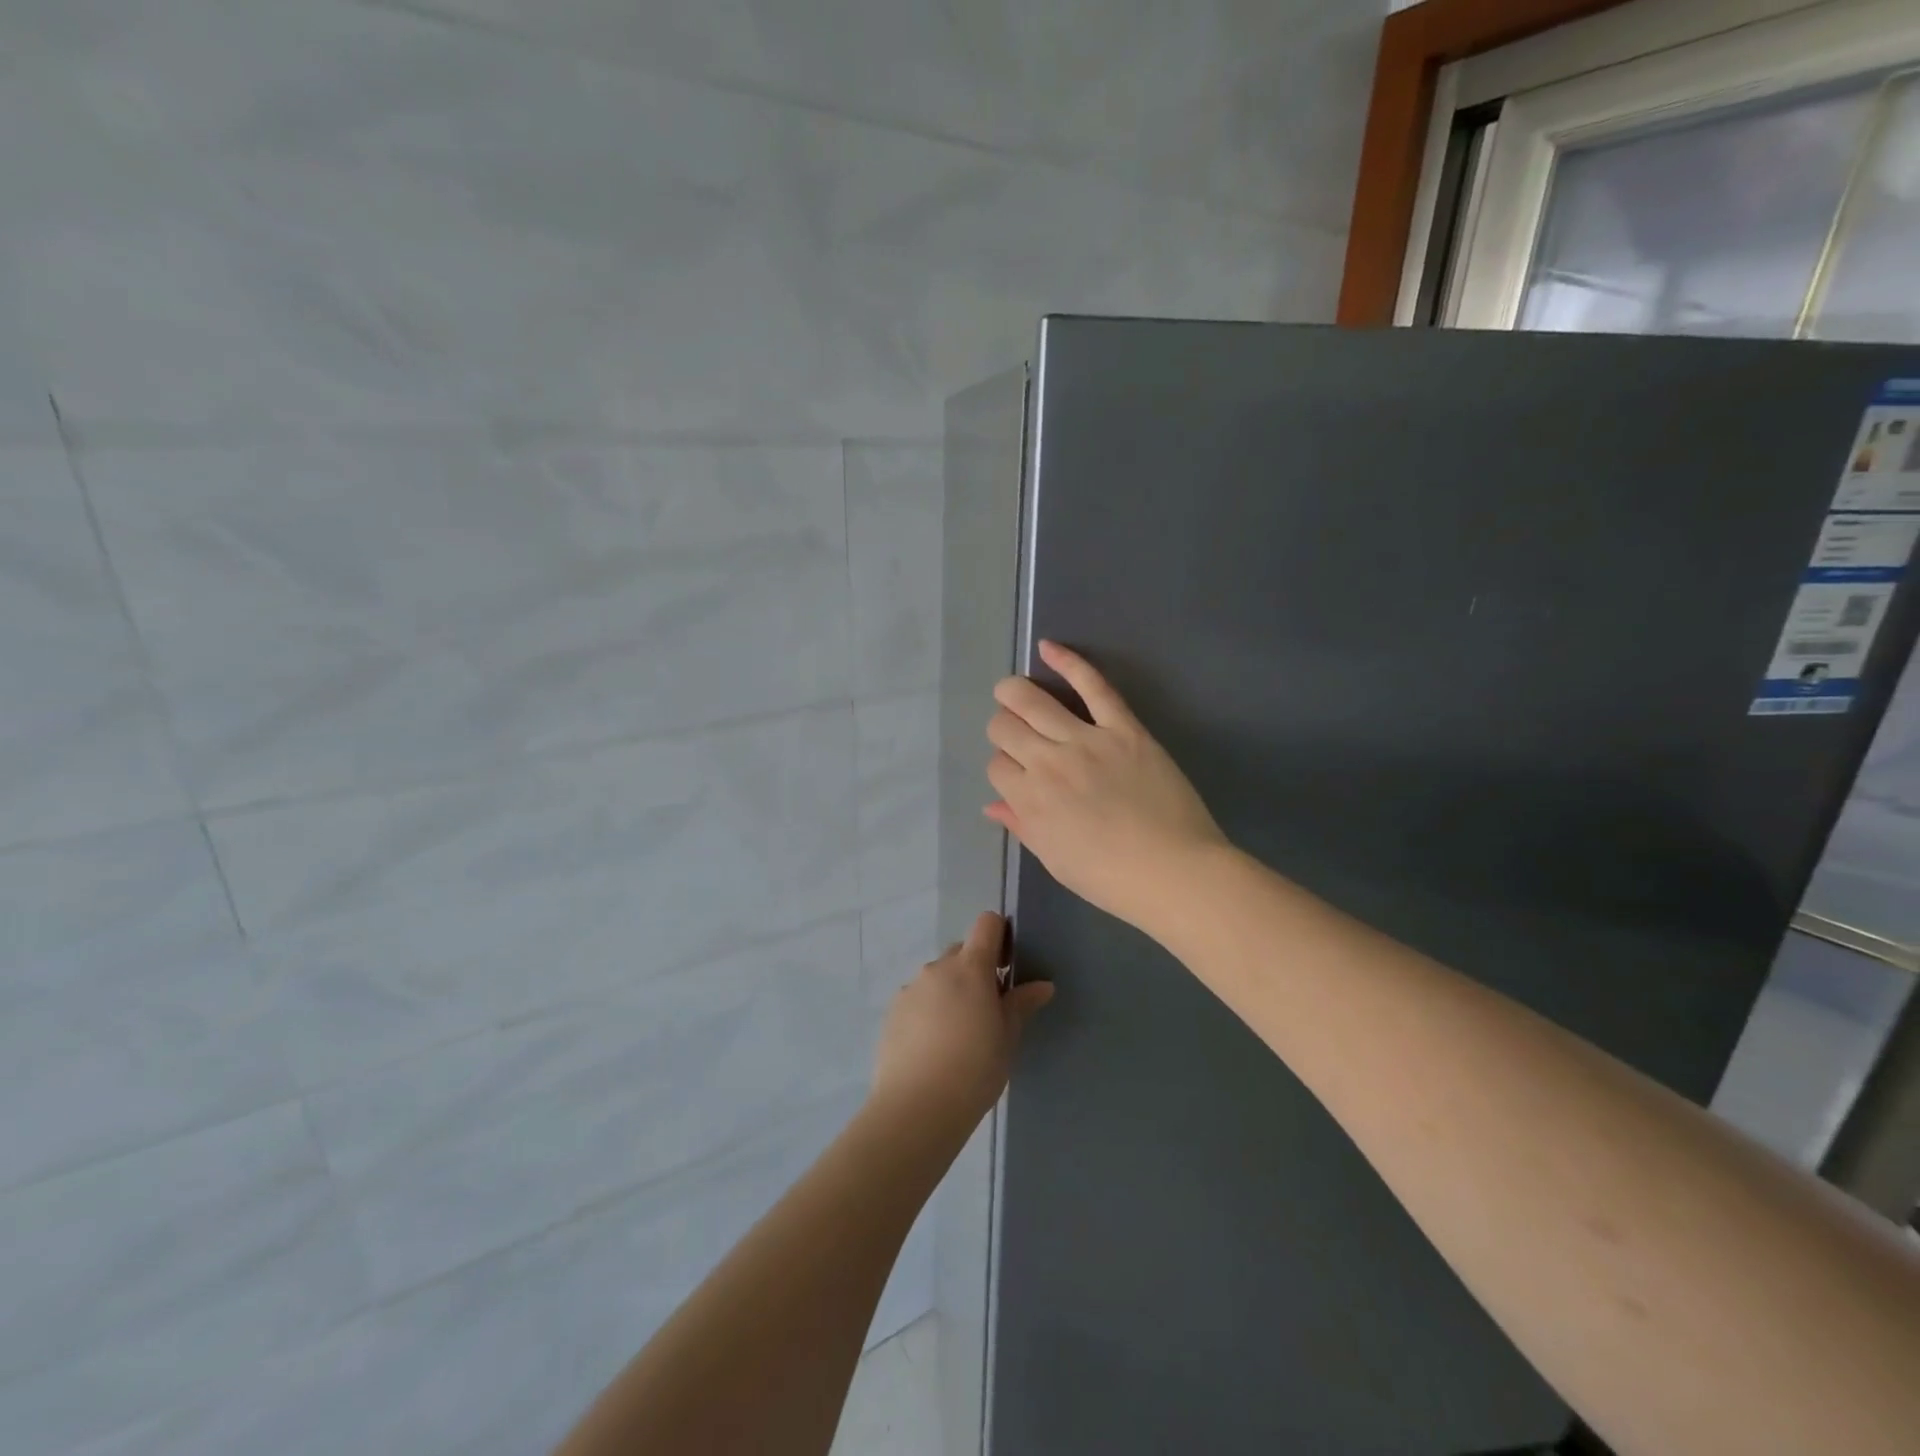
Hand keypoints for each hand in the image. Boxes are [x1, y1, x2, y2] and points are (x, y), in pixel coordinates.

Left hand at [871, 911, 1052, 1125]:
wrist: (917, 1106)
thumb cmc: (975, 1068)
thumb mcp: (1007, 1038)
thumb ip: (1021, 1004)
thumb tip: (1043, 985)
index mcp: (970, 967)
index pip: (986, 924)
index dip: (999, 936)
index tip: (1006, 967)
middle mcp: (937, 968)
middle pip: (961, 951)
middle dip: (975, 970)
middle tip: (986, 1010)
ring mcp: (911, 988)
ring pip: (937, 977)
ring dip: (950, 991)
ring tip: (957, 1035)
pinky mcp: (892, 1012)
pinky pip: (917, 999)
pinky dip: (928, 1011)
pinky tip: (933, 1047)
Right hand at [986, 640, 1226, 928]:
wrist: (1174, 872)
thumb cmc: (1111, 878)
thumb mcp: (1055, 860)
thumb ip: (1022, 826)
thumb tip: (992, 806)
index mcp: (1029, 801)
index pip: (996, 765)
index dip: (1003, 766)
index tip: (1018, 773)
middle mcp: (1048, 764)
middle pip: (1004, 727)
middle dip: (1002, 727)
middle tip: (1016, 732)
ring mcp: (1086, 740)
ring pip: (1032, 701)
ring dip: (1014, 692)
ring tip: (1012, 690)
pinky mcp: (1123, 728)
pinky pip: (1092, 686)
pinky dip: (1068, 662)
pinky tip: (1048, 648)